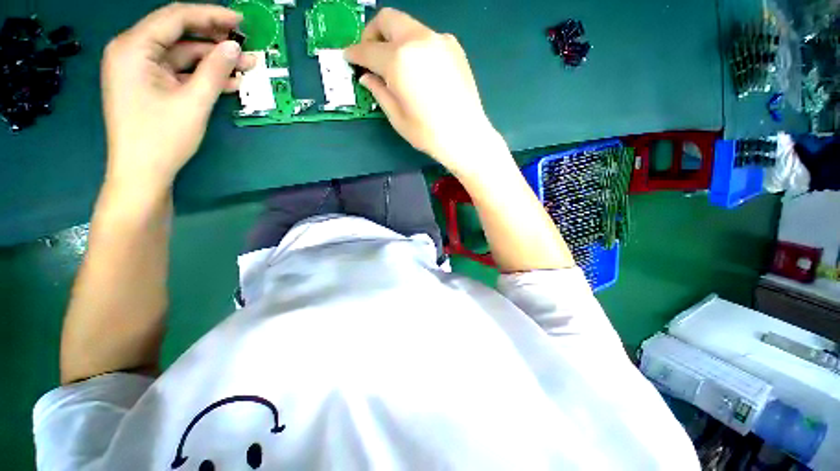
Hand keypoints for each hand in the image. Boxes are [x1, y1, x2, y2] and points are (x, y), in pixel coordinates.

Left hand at [101, 3, 254, 194]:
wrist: (142, 173)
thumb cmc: (162, 138)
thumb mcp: (193, 102)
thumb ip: (214, 70)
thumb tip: (234, 48)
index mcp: (133, 48)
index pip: (176, 17)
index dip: (211, 16)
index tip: (240, 21)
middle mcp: (132, 51)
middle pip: (178, 34)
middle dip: (214, 40)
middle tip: (245, 46)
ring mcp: (139, 69)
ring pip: (181, 54)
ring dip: (213, 61)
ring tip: (245, 67)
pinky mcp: (148, 85)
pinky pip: (178, 71)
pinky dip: (202, 75)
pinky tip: (228, 81)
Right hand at [345, 8, 501, 175]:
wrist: (466, 136)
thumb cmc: (428, 133)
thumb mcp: (397, 117)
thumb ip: (379, 91)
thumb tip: (366, 77)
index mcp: (399, 60)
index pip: (368, 49)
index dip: (354, 53)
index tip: (348, 58)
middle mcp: (419, 40)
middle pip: (388, 19)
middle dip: (373, 34)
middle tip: (370, 56)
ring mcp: (439, 40)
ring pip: (408, 26)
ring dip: (395, 39)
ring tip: (395, 66)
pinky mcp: (454, 47)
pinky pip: (426, 38)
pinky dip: (415, 46)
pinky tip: (418, 70)